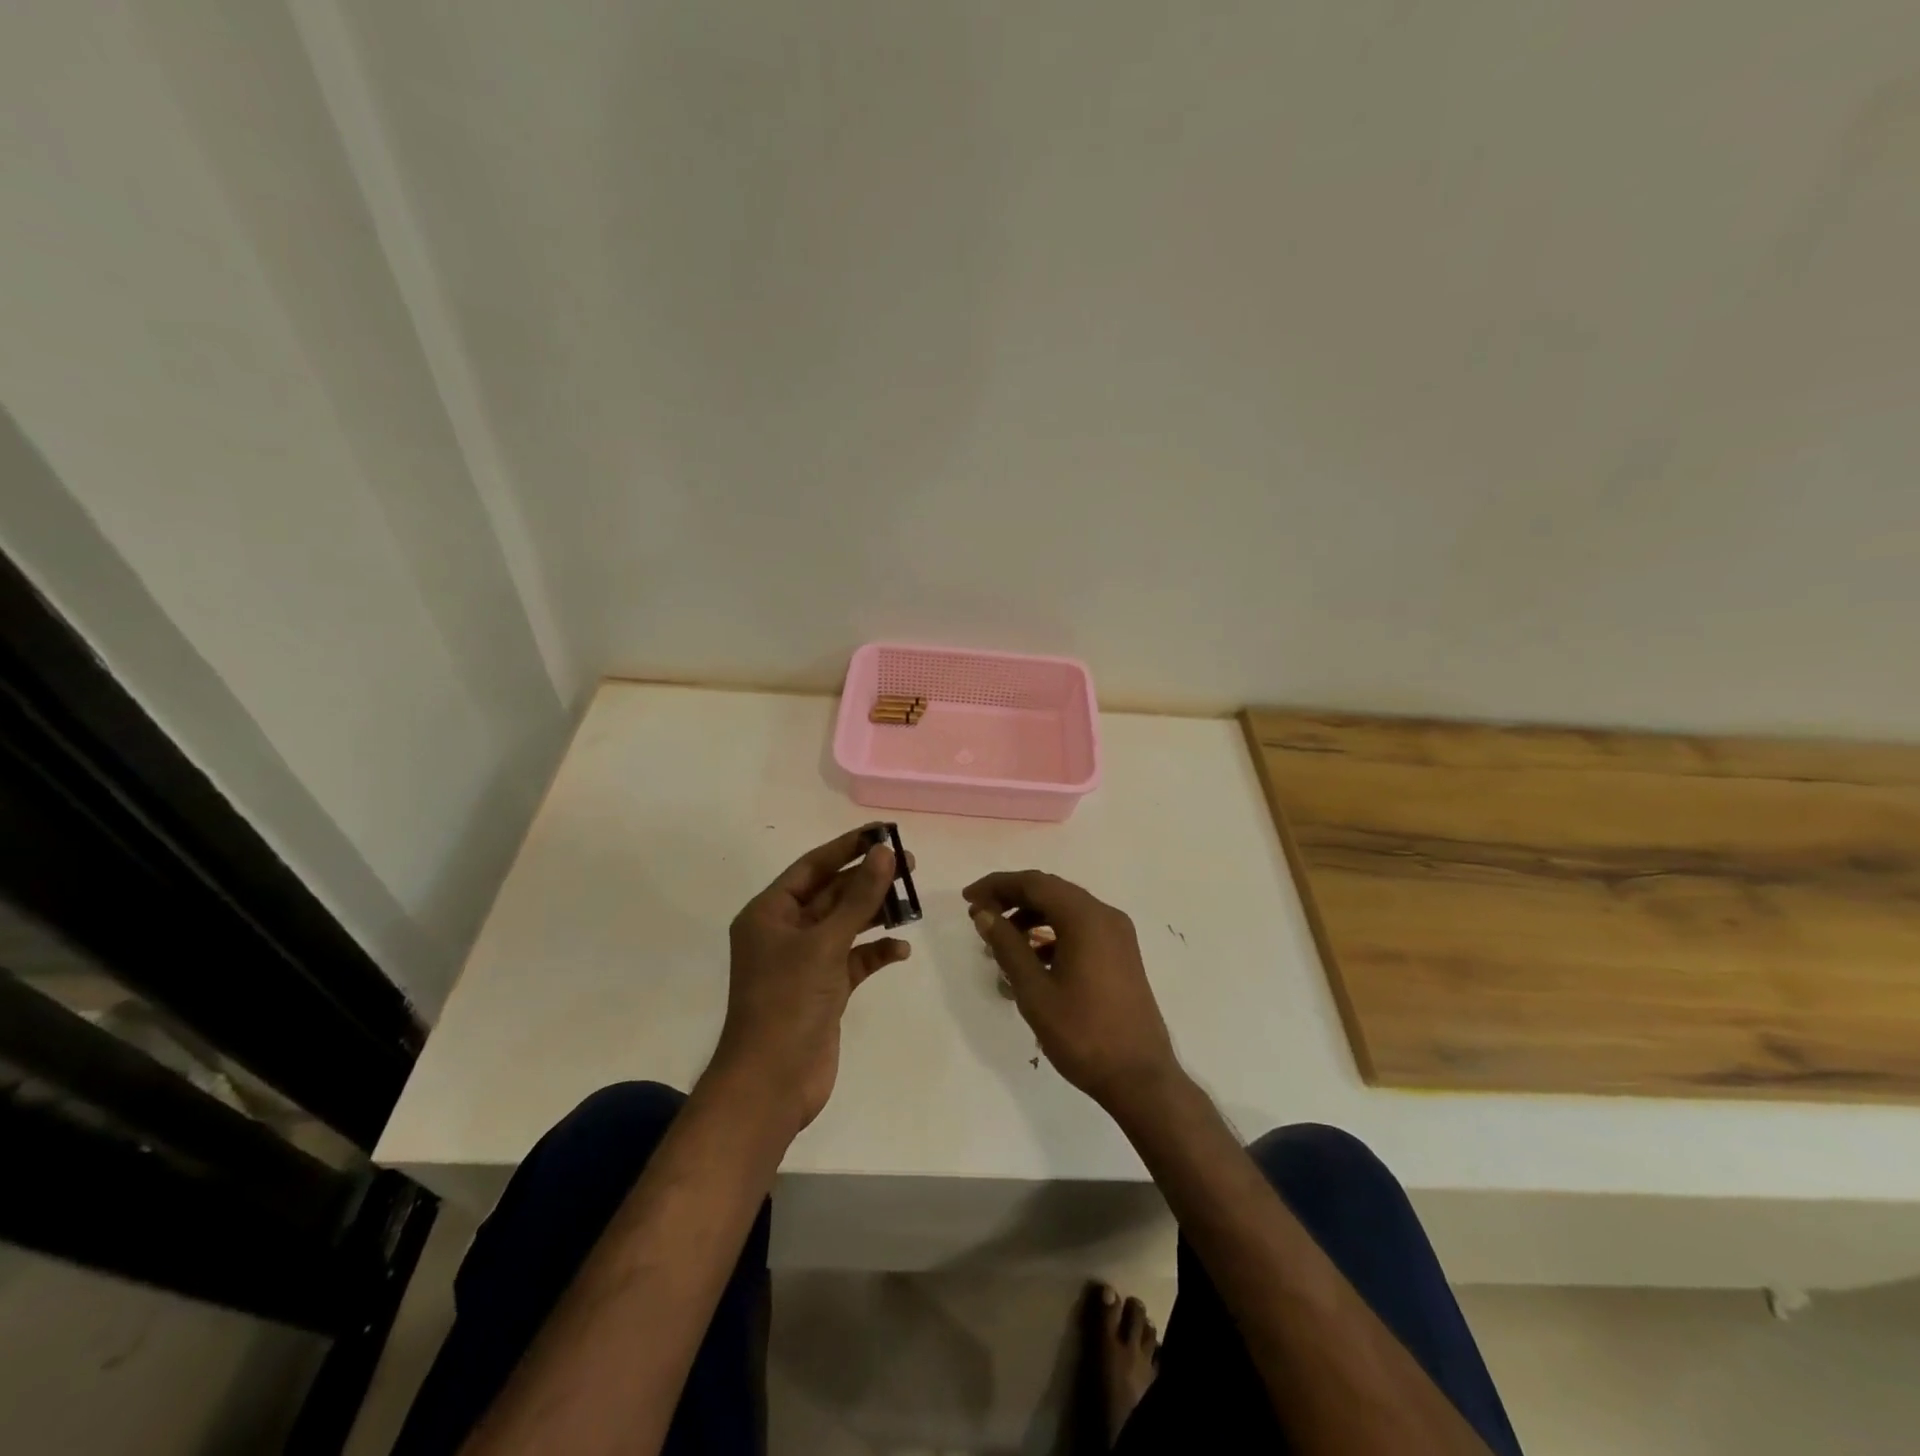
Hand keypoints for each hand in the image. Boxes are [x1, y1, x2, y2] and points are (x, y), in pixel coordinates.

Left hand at [712, 827, 911, 1132]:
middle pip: (832, 893)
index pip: (812, 867)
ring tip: (913, 903)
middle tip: (910, 865)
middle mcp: (784, 933)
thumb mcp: (825, 943)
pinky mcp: (823, 990)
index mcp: (769, 913)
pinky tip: (900, 950)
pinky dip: (875, 952)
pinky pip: (854, 960)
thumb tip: (885, 853)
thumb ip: (858, 897)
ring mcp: (804, 963)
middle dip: (868, 880)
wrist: (772, 1084)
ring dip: (876, 914)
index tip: (883, 834)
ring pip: (845, 925)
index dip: (847, 847)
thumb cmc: (788, 1002)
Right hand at [963, 870, 1179, 1111]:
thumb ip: (1008, 946)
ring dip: (1031, 916)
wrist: (1140, 1078)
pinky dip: (1053, 933)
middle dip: (1012, 898)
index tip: (968, 898)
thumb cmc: (1083, 1034)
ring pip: (1066, 909)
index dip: (997, 885)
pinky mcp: (1121, 953)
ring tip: (1001, 940)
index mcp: (1086, 918)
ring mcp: (1117, 934)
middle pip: (1051, 891)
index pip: (1034, 884)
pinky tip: (1033, 959)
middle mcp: (1105, 916)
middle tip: (980, 915)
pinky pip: (1081, 928)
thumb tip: (984, 914)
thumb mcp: (1035, 991)